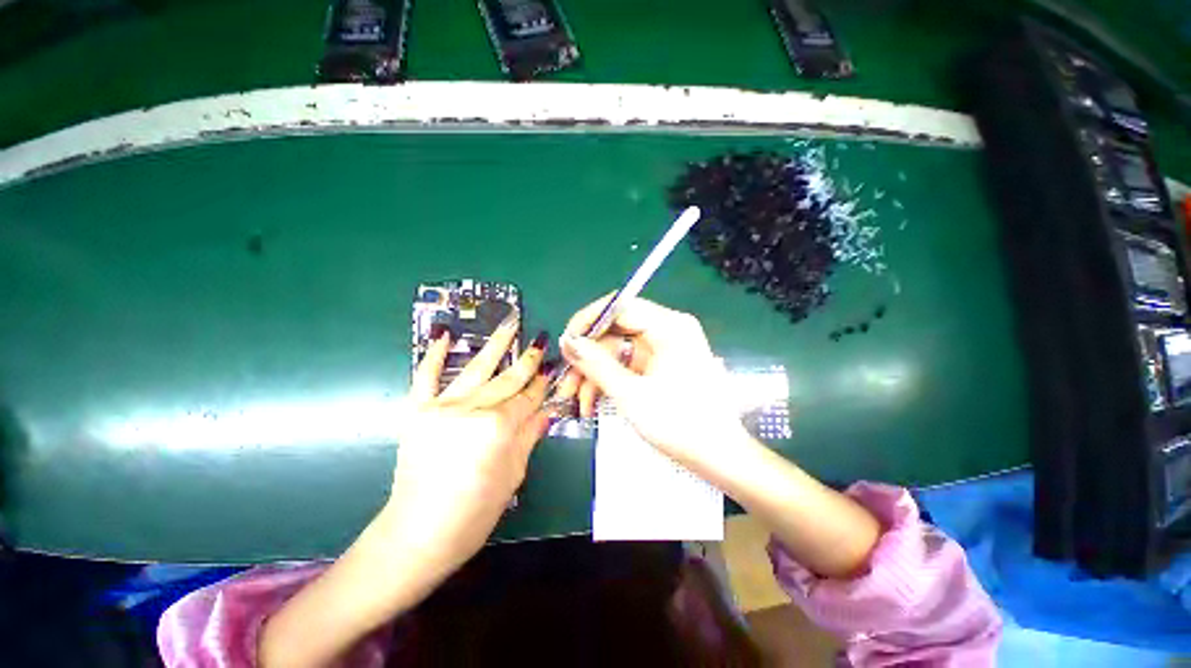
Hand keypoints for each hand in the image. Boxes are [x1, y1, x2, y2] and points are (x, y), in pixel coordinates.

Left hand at [385, 315, 549, 580]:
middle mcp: (471, 410)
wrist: (418, 534)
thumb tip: (546, 411)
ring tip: (511, 323)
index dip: (542, 385)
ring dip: (496, 344)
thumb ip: (529, 437)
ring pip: (476, 369)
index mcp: (498, 428)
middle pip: (507, 381)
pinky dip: (434, 354)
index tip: (552, 368)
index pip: (527, 399)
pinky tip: (445, 334)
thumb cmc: (474, 513)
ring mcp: (442, 408)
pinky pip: (426, 377)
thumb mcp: (512, 476)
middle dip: (528, 361)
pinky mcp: (417, 412)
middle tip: (541, 341)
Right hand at [557, 296, 748, 471]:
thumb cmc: (680, 425)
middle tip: (564, 381)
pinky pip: (626, 364)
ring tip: (574, 400)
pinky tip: (591, 402)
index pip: (620, 306)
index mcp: (669, 326)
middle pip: (615, 331)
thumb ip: (596, 364)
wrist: (719, 457)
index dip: (588, 321)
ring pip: (616, 350)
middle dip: (587, 358)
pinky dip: (608, 380)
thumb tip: (568, 341)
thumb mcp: (631, 394)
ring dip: (593, 373)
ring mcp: (664, 348)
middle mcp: (668, 329)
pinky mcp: (660, 365)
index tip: (565, 344)